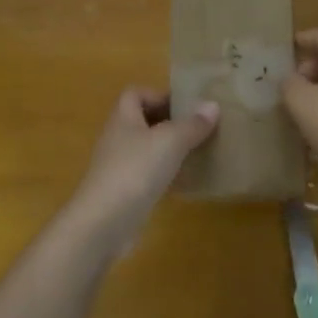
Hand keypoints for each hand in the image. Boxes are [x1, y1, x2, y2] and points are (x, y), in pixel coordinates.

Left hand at [70, 88, 218, 247]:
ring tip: (199, 151)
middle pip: (143, 121)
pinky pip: (149, 175)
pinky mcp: (126, 192)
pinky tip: (187, 181)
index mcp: (123, 118)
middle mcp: (118, 139)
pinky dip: (167, 175)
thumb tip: (212, 105)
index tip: (185, 105)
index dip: (158, 94)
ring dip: (171, 149)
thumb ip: (192, 124)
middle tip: (199, 127)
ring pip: (148, 149)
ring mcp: (120, 167)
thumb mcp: (170, 141)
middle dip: (170, 122)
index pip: (135, 94)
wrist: (104, 223)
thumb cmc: (136, 170)